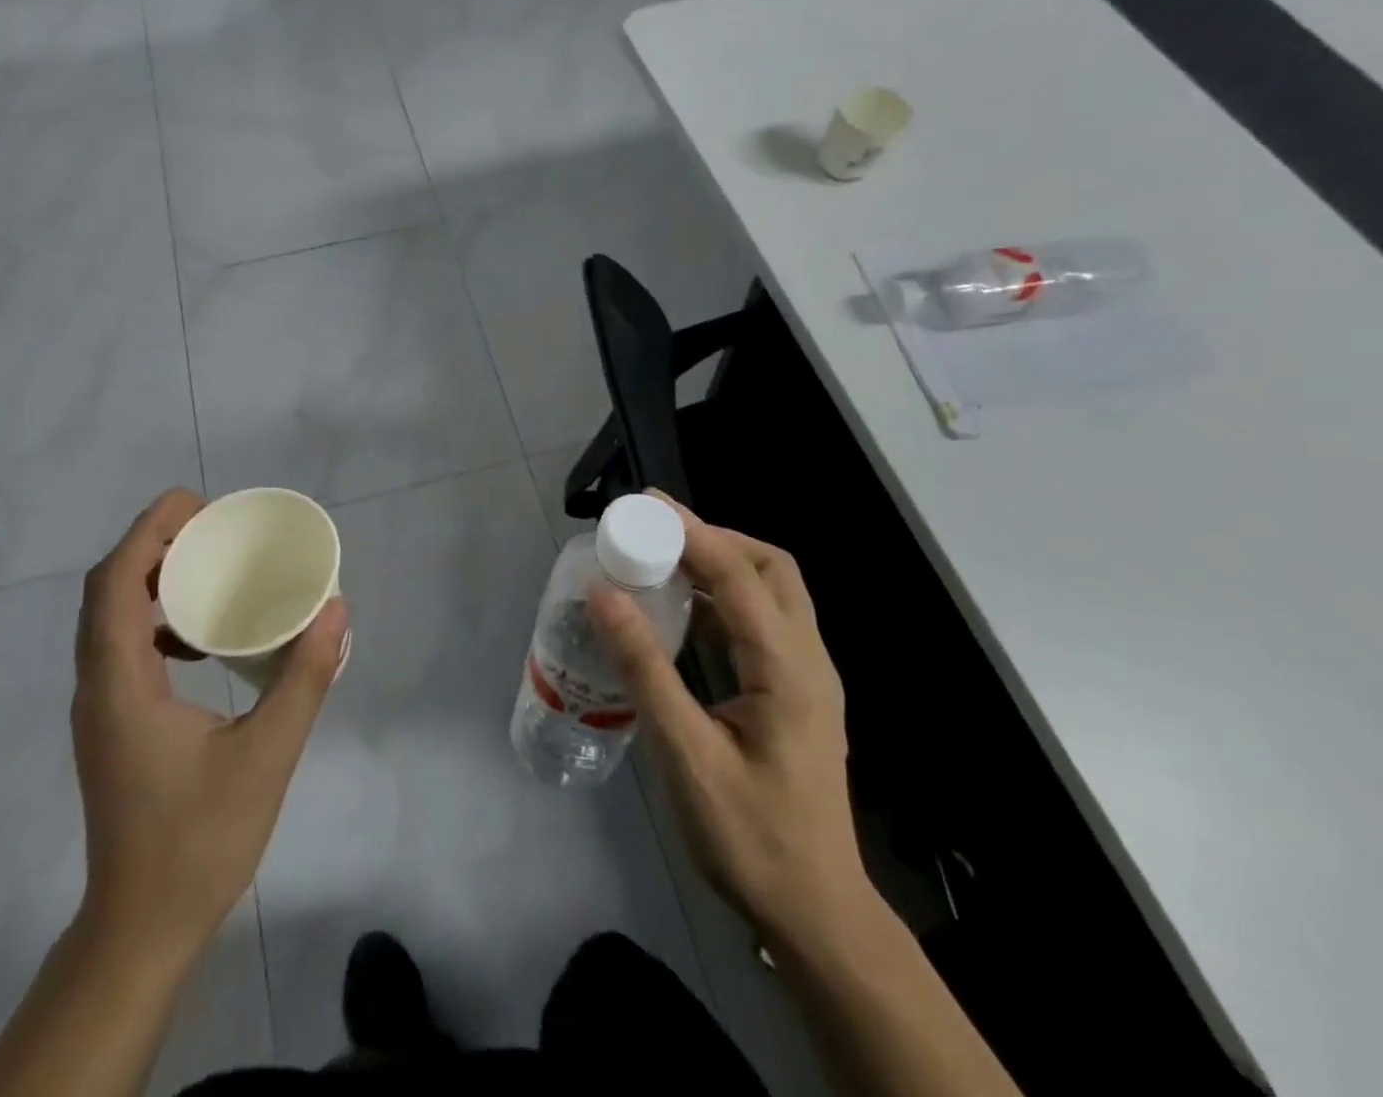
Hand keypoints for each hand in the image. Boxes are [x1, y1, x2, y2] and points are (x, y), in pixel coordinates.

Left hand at [69, 488, 348, 961]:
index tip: (199, 505)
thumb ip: (304, 678)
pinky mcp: (112, 724)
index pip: (115, 582)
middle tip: (212, 529)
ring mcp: (100, 707)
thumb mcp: (267, 755)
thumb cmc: (200, 841)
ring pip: (109, 618)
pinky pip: (122, 647)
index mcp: (121, 683)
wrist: (142, 928)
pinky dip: (156, 620)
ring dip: (151, 580)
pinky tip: (202, 639)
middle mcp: (98, 685)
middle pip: (107, 589)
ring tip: (208, 569)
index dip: (149, 531)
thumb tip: (334, 609)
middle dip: (154, 545)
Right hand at [587, 494, 869, 950]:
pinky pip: (760, 623)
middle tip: (656, 530)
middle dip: (714, 537)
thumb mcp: (686, 755)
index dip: (693, 532)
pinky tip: (681, 610)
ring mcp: (805, 677)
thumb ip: (645, 669)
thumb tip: (602, 595)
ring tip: (661, 557)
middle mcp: (807, 660)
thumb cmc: (749, 838)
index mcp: (789, 670)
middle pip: (771, 569)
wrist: (814, 913)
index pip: (741, 576)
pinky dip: (722, 599)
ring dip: (719, 564)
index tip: (645, 504)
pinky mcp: (792, 692)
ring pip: (770, 592)